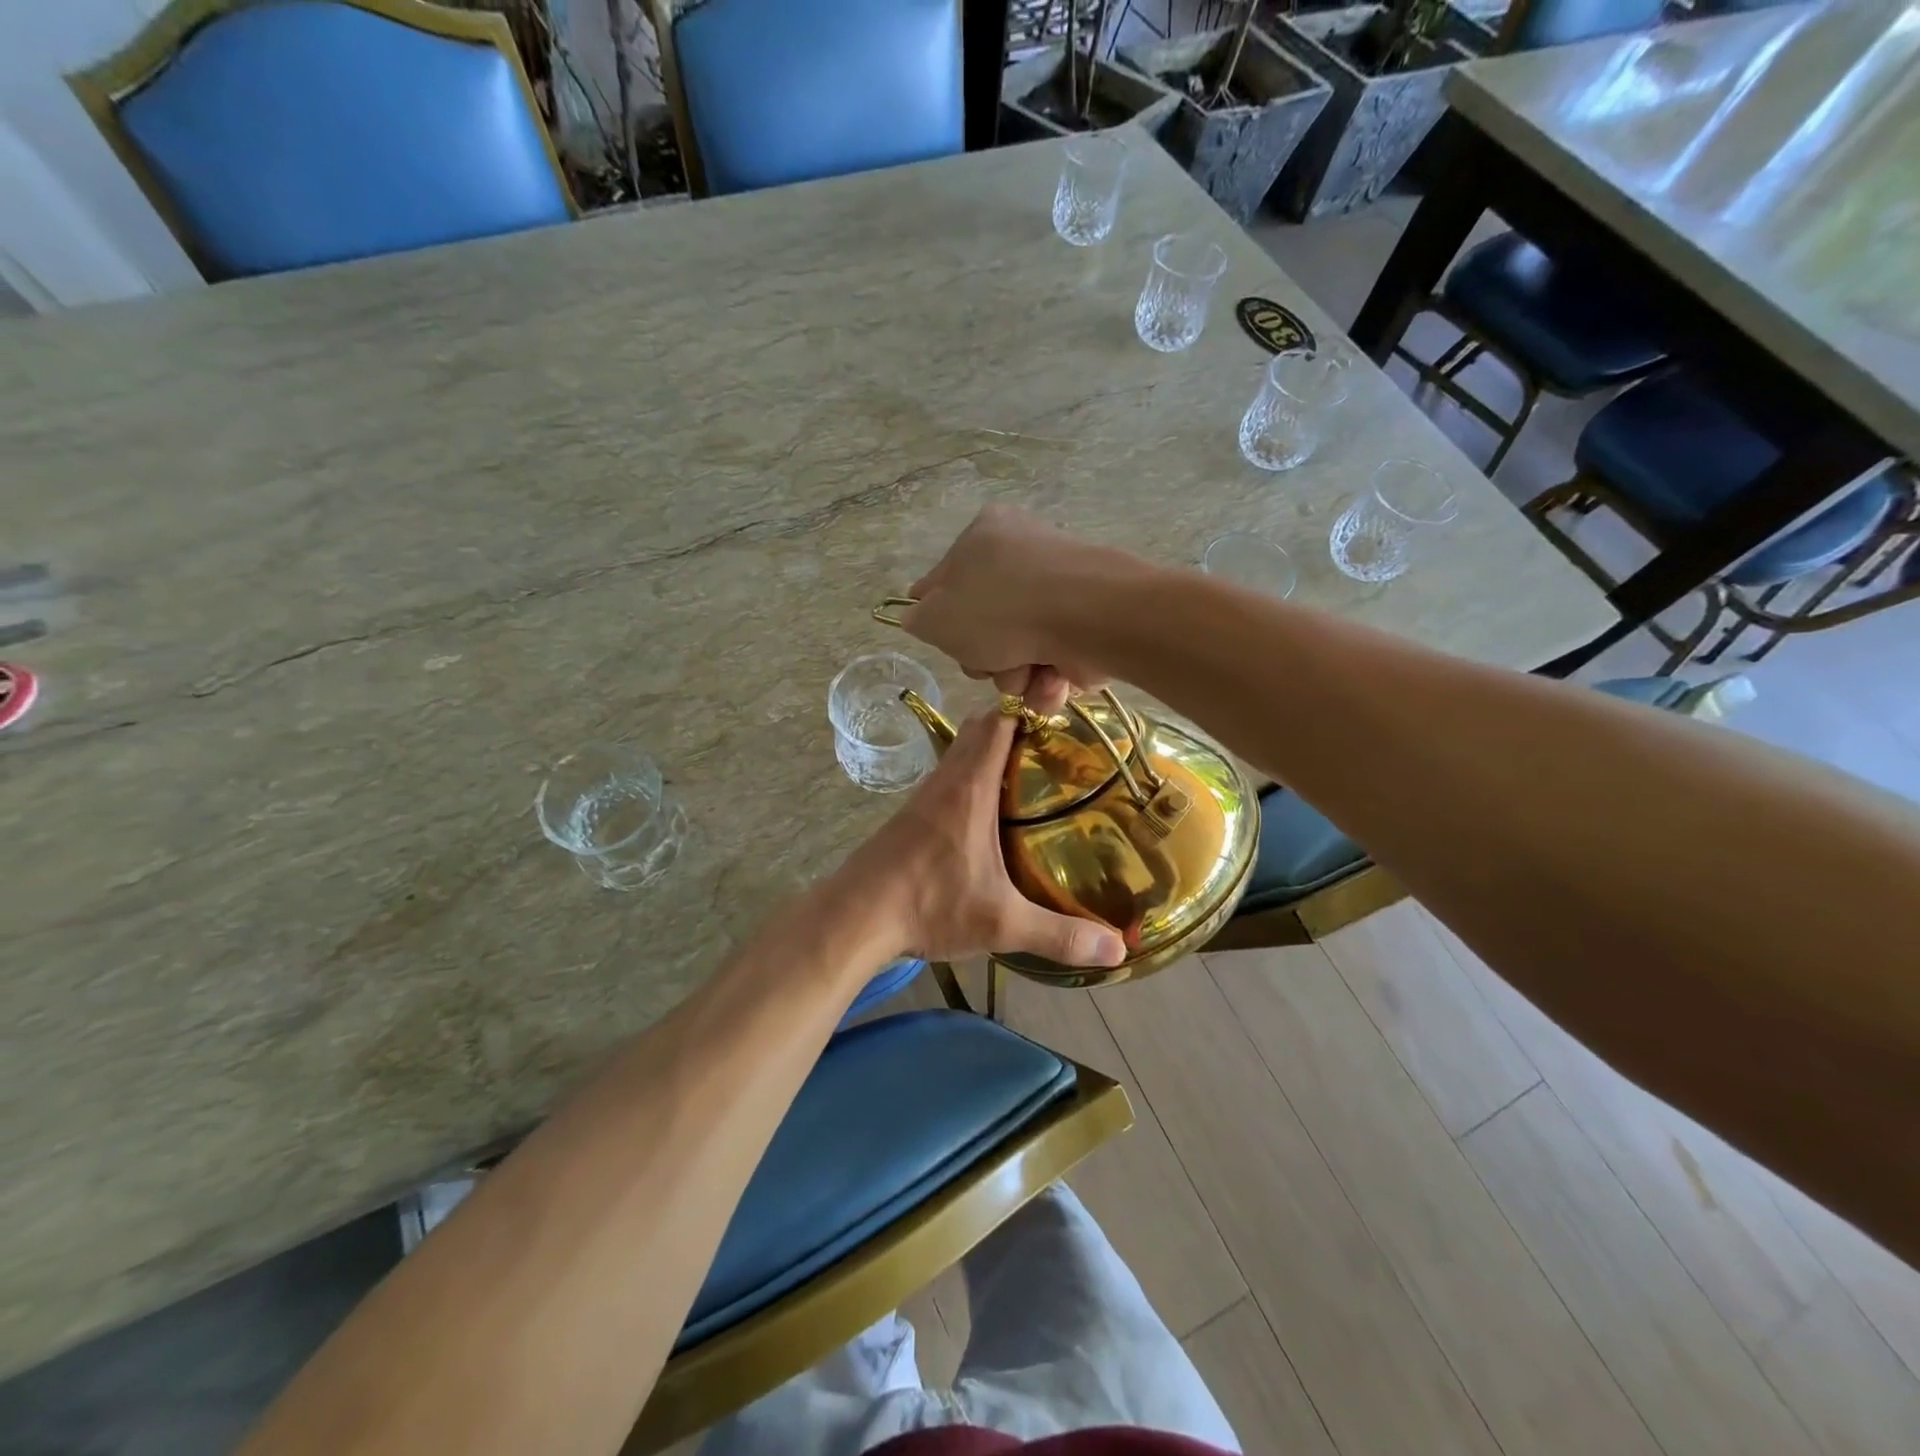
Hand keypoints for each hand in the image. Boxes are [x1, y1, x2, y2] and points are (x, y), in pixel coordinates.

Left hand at [843, 710, 1125, 968]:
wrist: (856, 916)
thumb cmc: (929, 904)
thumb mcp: (1001, 923)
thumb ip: (1059, 934)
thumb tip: (1118, 951)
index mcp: (971, 787)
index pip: (1000, 721)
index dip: (1030, 705)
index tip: (1064, 712)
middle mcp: (947, 780)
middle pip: (981, 729)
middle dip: (1017, 725)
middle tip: (1058, 746)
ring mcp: (924, 796)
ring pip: (962, 753)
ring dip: (991, 751)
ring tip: (1032, 774)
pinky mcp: (910, 816)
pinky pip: (948, 778)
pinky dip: (972, 777)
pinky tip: (989, 813)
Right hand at [902, 506, 1136, 713]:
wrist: (1087, 617)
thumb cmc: (1000, 609)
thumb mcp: (937, 617)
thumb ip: (919, 620)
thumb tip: (919, 618)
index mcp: (983, 536)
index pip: (945, 580)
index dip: (938, 617)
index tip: (943, 640)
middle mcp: (1024, 555)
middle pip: (985, 624)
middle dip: (984, 658)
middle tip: (987, 662)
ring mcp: (1060, 591)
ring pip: (1018, 651)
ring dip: (1015, 676)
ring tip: (1026, 674)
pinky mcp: (1089, 623)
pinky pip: (1053, 660)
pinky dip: (1048, 680)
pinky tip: (1051, 681)